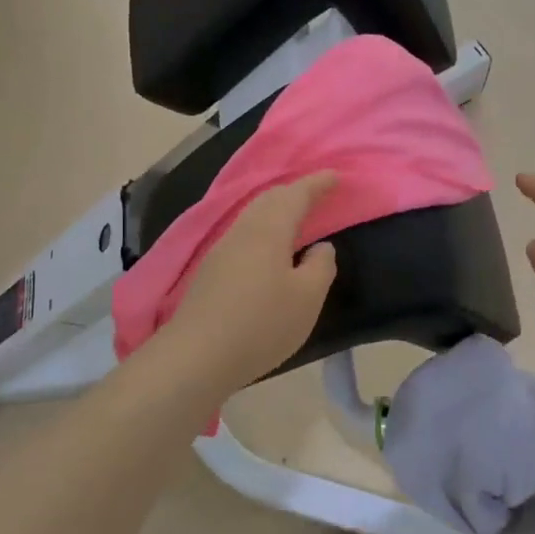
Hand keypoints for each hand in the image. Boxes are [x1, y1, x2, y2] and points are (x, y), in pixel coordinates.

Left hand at [157, 173, 338, 395]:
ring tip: (296, 219)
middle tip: (317, 193)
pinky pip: (243, 236)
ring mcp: (221, 251)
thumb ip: (321, 266)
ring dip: (276, 211)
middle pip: (269, 200)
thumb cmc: (262, 324)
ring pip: (253, 218)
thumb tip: (321, 247)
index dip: (317, 184)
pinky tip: (269, 251)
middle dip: (295, 192)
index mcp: (269, 230)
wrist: (197, 356)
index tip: (337, 177)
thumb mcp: (307, 298)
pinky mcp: (211, 273)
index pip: (296, 195)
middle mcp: (242, 231)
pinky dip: (263, 231)